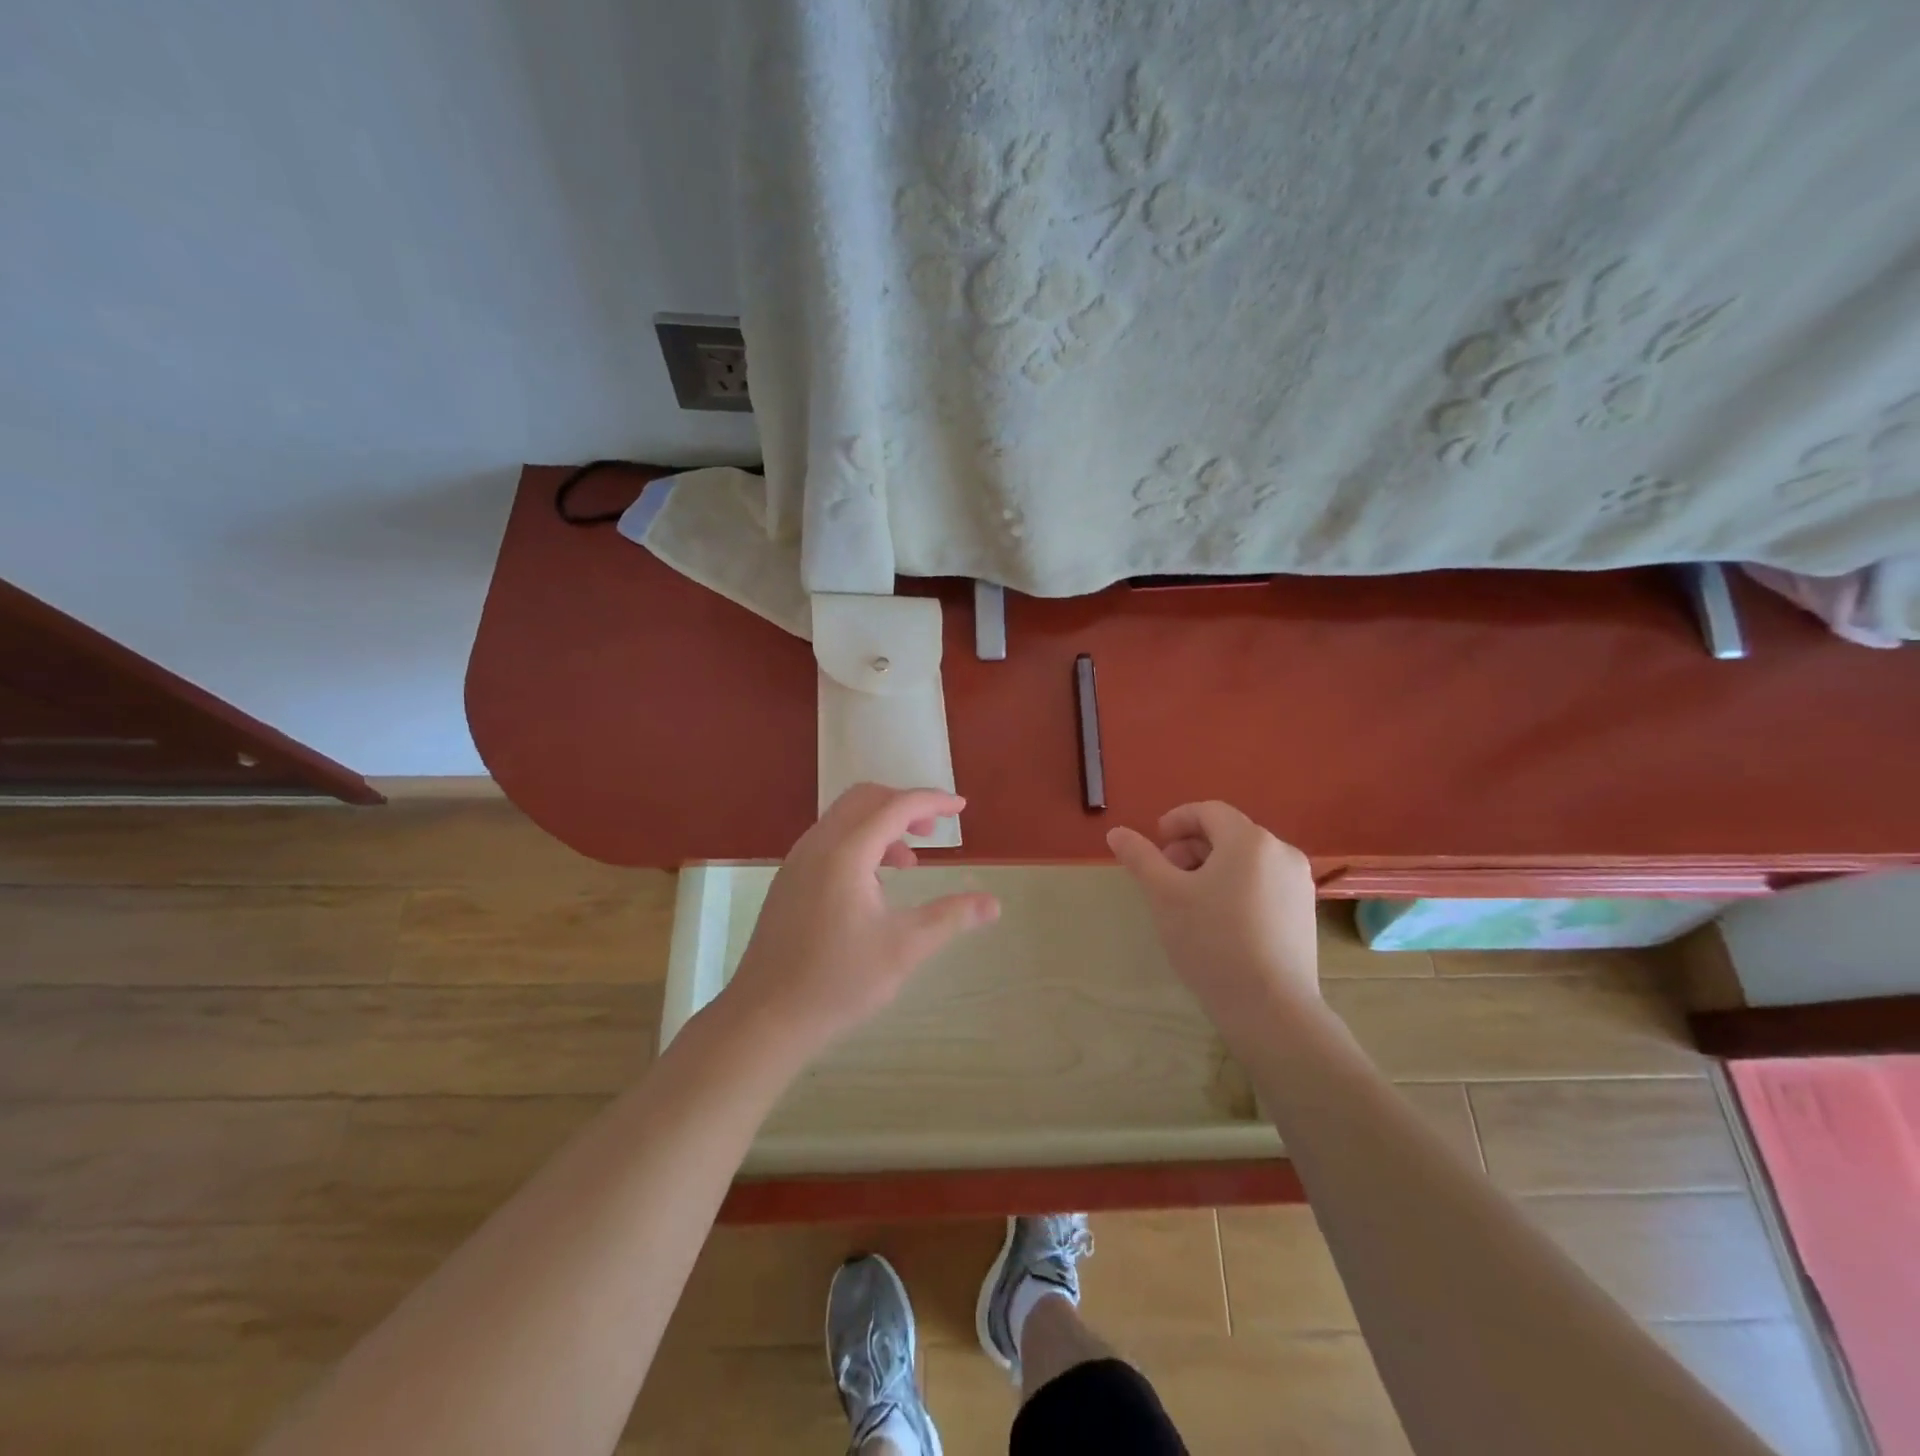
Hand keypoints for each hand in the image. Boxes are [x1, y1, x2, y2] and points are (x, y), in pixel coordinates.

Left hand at [718, 783, 999, 1054]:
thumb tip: (993, 904)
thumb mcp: (904, 948)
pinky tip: (874, 885)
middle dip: (904, 805)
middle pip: (865, 799)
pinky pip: (829, 840)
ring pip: (844, 819)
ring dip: (881, 825)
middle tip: (934, 830)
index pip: (895, 806)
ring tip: (909, 863)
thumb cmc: (839, 981)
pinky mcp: (789, 880)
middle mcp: (818, 845)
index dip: (932, 801)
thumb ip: (950, 917)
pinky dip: (859, 843)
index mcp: (845, 853)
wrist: (766, 1017)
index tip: (962, 808)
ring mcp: (797, 861)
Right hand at [1107, 802, 1319, 1021]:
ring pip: (1247, 861)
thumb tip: (1116, 832)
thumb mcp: (1164, 895)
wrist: (1270, 1007)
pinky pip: (1264, 884)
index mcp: (1249, 840)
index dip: (1177, 821)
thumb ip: (1140, 858)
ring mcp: (1298, 884)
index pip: (1209, 811)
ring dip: (1213, 868)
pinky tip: (1220, 921)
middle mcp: (1281, 852)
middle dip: (1192, 847)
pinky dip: (1237, 887)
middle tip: (1166, 875)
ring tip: (1191, 900)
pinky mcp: (1304, 913)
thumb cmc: (1211, 940)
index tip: (1156, 844)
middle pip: (1229, 834)